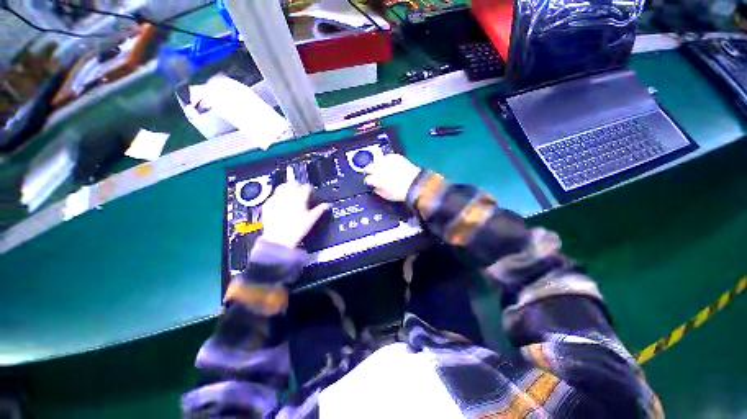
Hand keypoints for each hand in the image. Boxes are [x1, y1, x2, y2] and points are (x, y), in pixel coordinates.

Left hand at [261, 167, 329, 247]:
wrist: (278, 240)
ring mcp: (276, 198)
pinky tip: (282, 204)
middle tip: (302, 194)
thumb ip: (320, 209)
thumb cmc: (296, 230)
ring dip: (288, 188)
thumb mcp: (312, 219)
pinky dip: (279, 197)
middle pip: (294, 183)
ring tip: (292, 196)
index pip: (307, 186)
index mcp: (299, 196)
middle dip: (299, 186)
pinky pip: (274, 196)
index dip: (311, 190)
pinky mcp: (268, 204)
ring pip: (282, 186)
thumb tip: (327, 205)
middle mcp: (287, 194)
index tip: (312, 195)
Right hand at [364, 154, 420, 201]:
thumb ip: (378, 190)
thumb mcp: (386, 195)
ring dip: (378, 164)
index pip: (367, 179)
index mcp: (375, 179)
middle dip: (369, 170)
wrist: (414, 184)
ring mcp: (386, 161)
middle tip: (372, 173)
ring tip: (382, 168)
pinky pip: (387, 157)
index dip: (368, 181)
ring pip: (377, 160)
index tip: (370, 182)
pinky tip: (391, 164)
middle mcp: (379, 168)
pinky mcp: (395, 156)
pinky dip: (387, 160)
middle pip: (369, 167)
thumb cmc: (400, 192)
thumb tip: (376, 187)